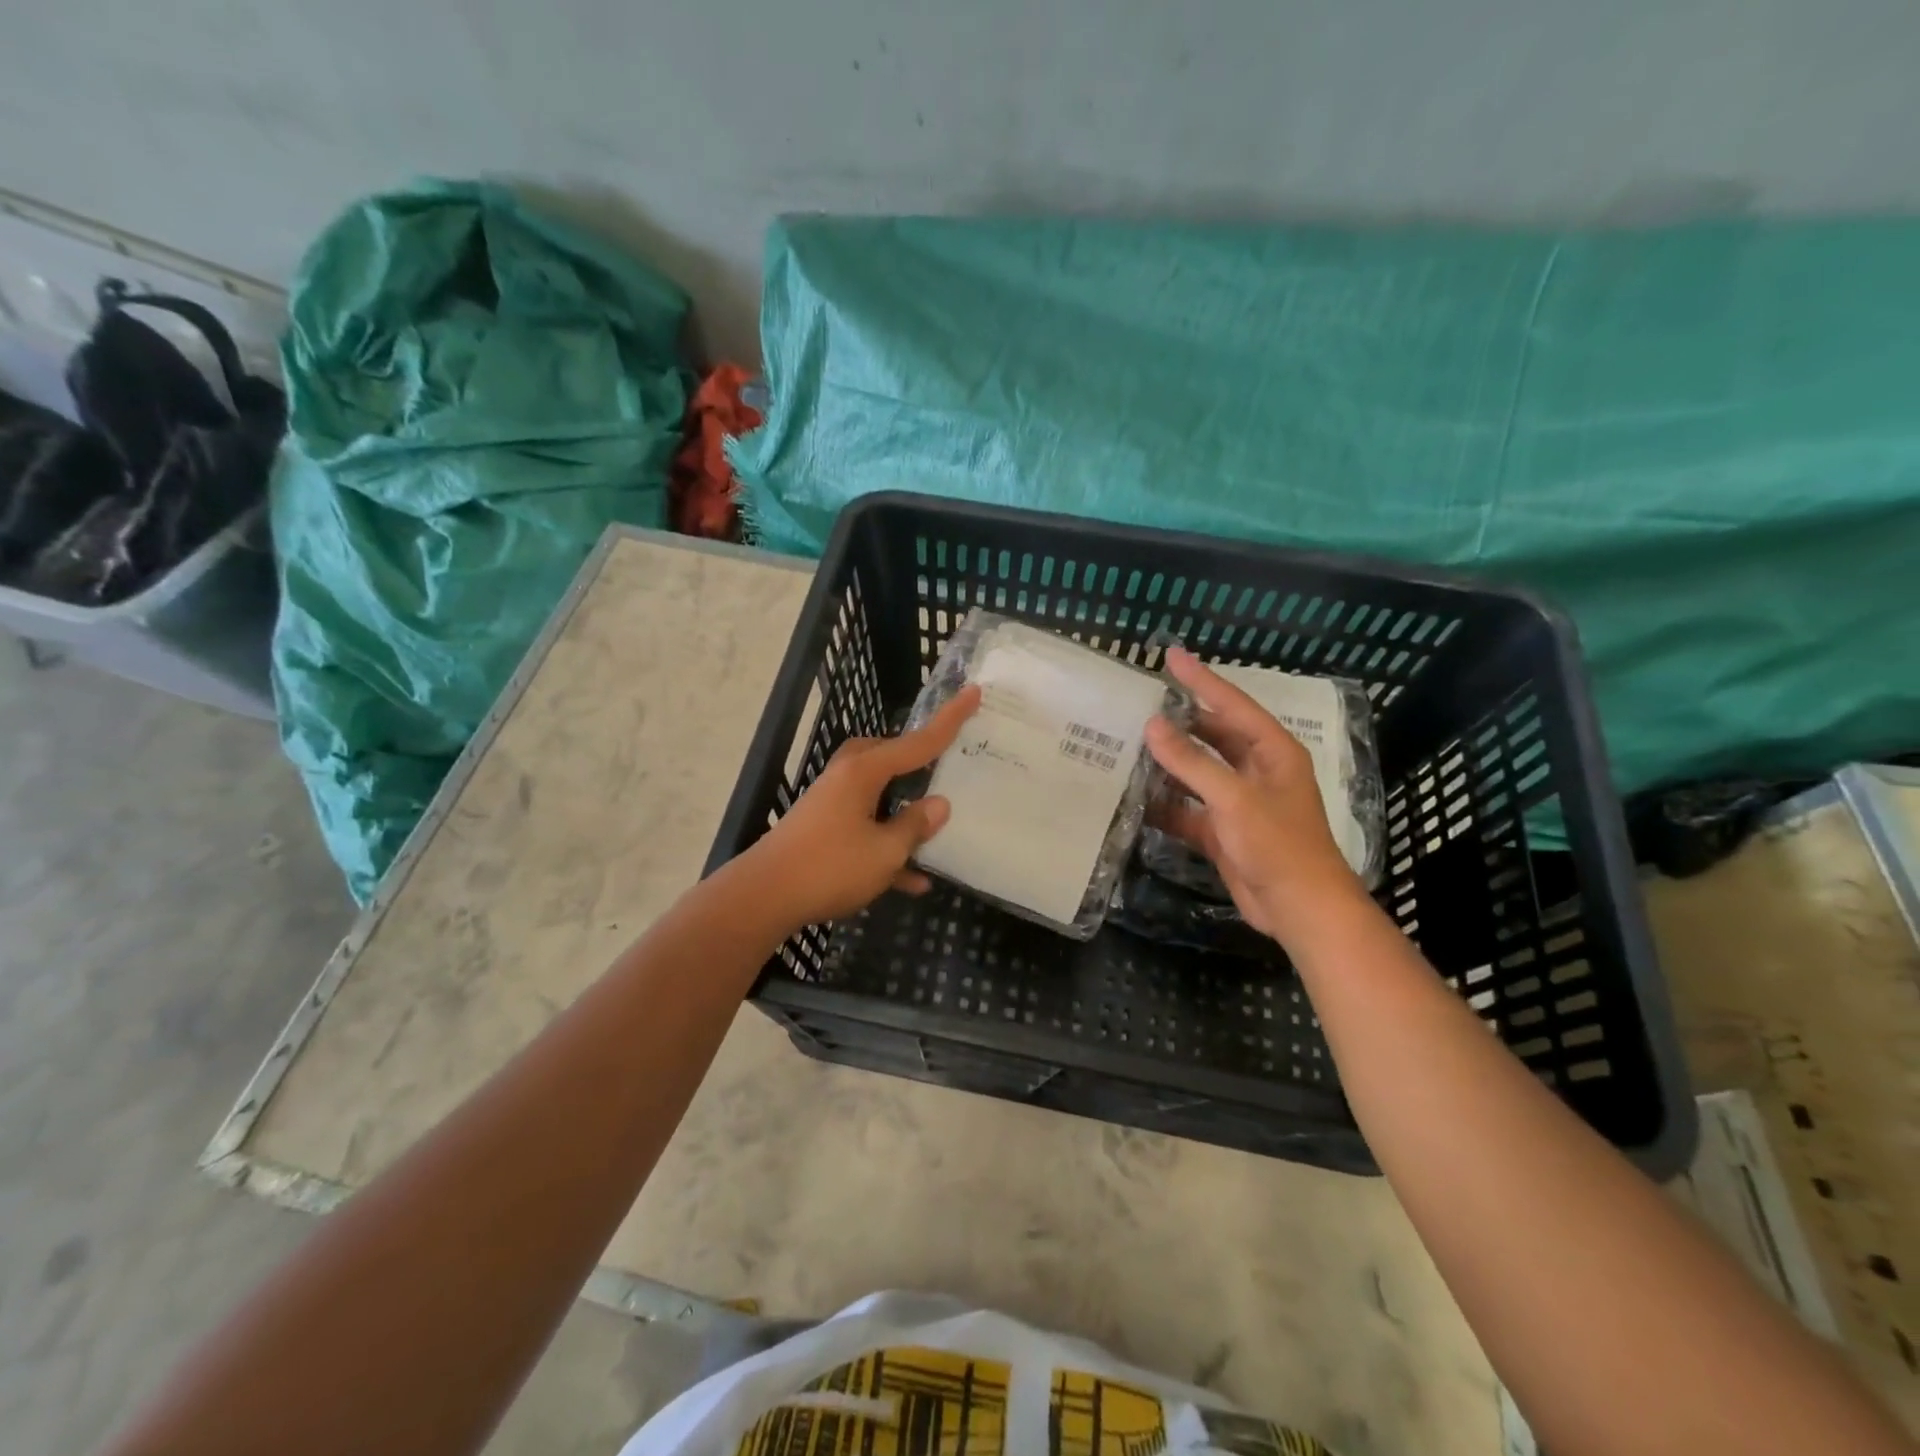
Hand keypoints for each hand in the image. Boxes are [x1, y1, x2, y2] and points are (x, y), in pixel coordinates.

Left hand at [744, 687, 980, 929]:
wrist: (763, 898)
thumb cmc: (830, 867)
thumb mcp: (885, 851)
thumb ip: (915, 826)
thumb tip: (939, 805)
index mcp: (864, 772)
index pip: (918, 742)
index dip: (949, 721)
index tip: (973, 692)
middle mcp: (847, 779)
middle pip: (889, 760)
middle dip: (916, 763)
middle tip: (942, 767)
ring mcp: (832, 805)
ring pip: (879, 797)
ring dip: (904, 814)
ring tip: (933, 829)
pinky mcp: (824, 832)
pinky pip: (866, 831)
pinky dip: (887, 848)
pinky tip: (913, 881)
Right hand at [1143, 648, 1365, 946]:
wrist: (1300, 909)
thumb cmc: (1277, 844)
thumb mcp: (1233, 798)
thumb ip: (1192, 761)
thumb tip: (1153, 725)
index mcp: (1272, 751)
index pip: (1231, 704)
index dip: (1201, 679)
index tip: (1170, 655)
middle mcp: (1256, 771)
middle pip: (1213, 737)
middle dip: (1179, 724)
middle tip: (1139, 707)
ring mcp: (1239, 802)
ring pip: (1197, 774)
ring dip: (1168, 766)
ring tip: (1128, 748)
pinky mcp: (1224, 831)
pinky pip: (1189, 809)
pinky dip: (1167, 805)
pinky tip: (1137, 799)